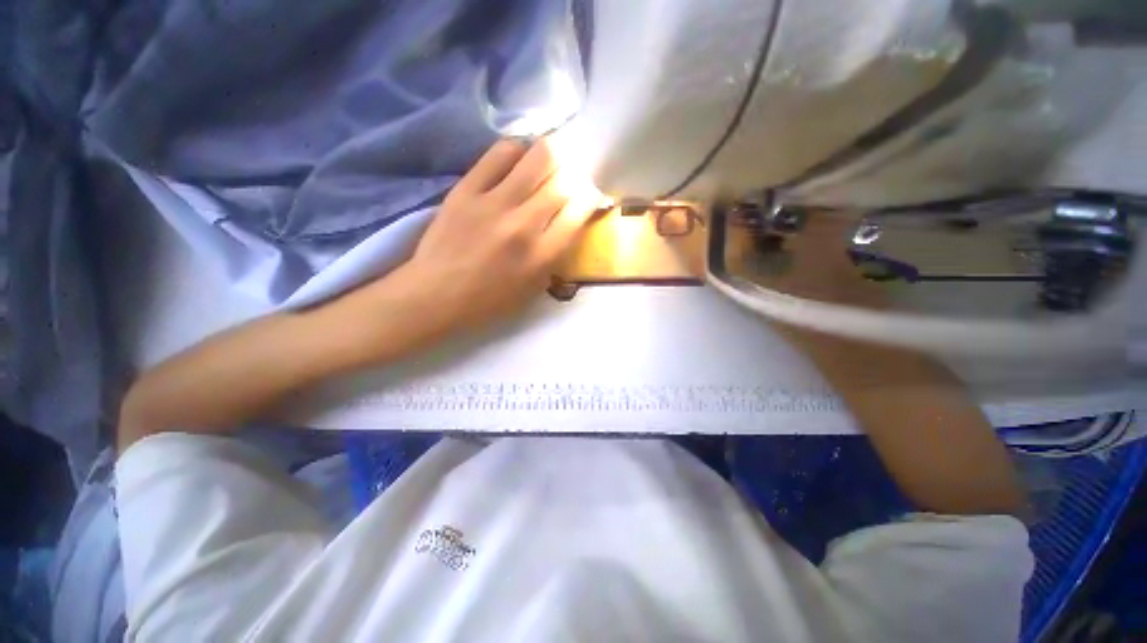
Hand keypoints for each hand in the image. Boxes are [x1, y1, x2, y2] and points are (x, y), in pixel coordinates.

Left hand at [382, 138, 602, 340]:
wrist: (435, 295)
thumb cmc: (488, 301)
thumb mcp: (533, 288)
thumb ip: (555, 256)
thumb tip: (569, 221)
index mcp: (542, 255)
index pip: (579, 211)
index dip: (590, 197)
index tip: (588, 195)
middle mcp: (524, 224)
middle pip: (564, 180)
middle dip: (575, 175)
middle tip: (569, 178)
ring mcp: (494, 203)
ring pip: (539, 157)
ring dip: (552, 157)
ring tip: (548, 164)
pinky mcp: (467, 189)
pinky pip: (500, 153)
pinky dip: (517, 152)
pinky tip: (518, 161)